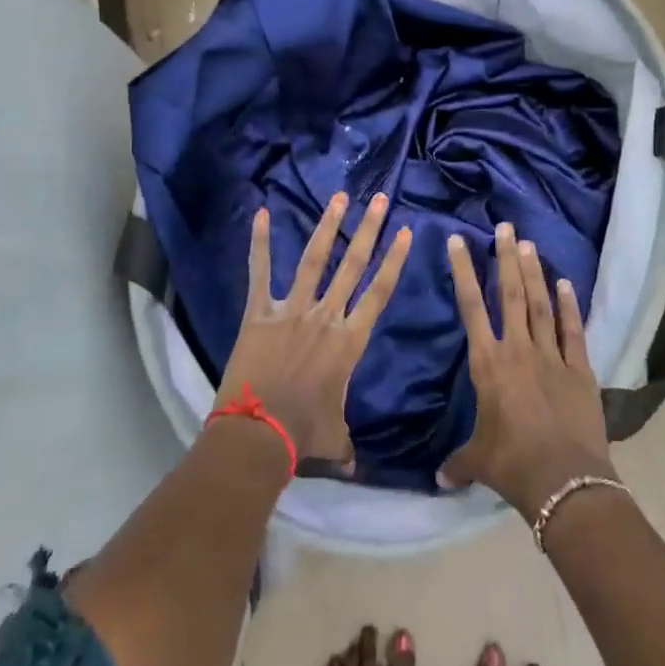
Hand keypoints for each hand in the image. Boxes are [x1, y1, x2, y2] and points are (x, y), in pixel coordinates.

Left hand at [215, 193, 411, 465]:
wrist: (258, 433)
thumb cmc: (303, 435)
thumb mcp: (334, 437)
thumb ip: (346, 444)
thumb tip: (354, 468)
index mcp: (349, 341)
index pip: (380, 292)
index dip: (395, 261)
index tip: (406, 232)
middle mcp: (326, 316)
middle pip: (354, 265)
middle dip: (370, 230)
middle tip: (381, 199)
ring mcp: (292, 310)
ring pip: (315, 260)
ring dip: (329, 226)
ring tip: (340, 197)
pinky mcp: (260, 312)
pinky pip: (260, 272)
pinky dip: (259, 243)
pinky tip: (261, 213)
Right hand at [439, 223, 616, 520]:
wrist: (564, 481)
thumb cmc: (512, 465)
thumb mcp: (478, 462)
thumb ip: (458, 462)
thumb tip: (438, 479)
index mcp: (487, 363)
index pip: (471, 307)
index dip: (463, 271)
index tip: (459, 241)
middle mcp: (518, 349)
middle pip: (511, 294)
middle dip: (506, 258)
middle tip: (506, 228)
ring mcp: (551, 356)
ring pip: (541, 304)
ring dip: (534, 273)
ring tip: (529, 244)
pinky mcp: (579, 369)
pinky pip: (572, 330)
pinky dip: (569, 306)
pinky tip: (566, 283)